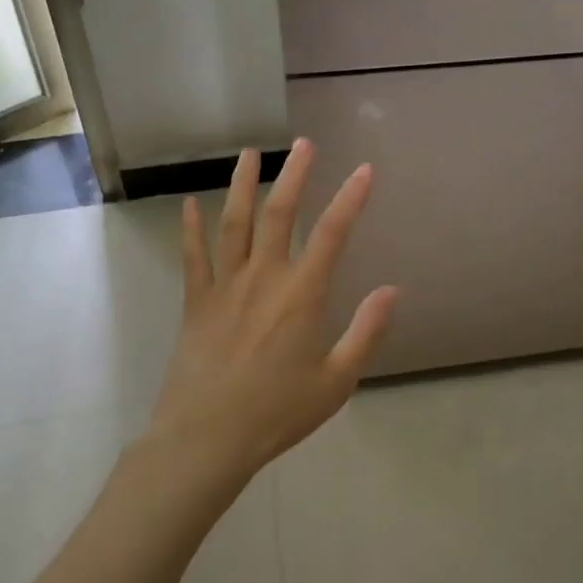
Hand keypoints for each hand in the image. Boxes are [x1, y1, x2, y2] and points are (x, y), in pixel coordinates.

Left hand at [148, 139, 397, 479]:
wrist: (207, 439)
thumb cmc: (278, 412)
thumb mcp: (337, 381)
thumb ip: (366, 332)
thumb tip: (392, 290)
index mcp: (302, 295)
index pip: (333, 233)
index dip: (351, 198)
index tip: (364, 170)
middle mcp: (264, 278)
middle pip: (281, 214)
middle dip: (295, 175)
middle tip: (304, 143)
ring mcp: (226, 286)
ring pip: (235, 223)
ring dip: (243, 185)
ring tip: (250, 153)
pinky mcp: (197, 302)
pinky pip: (193, 256)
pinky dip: (190, 227)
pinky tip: (190, 203)